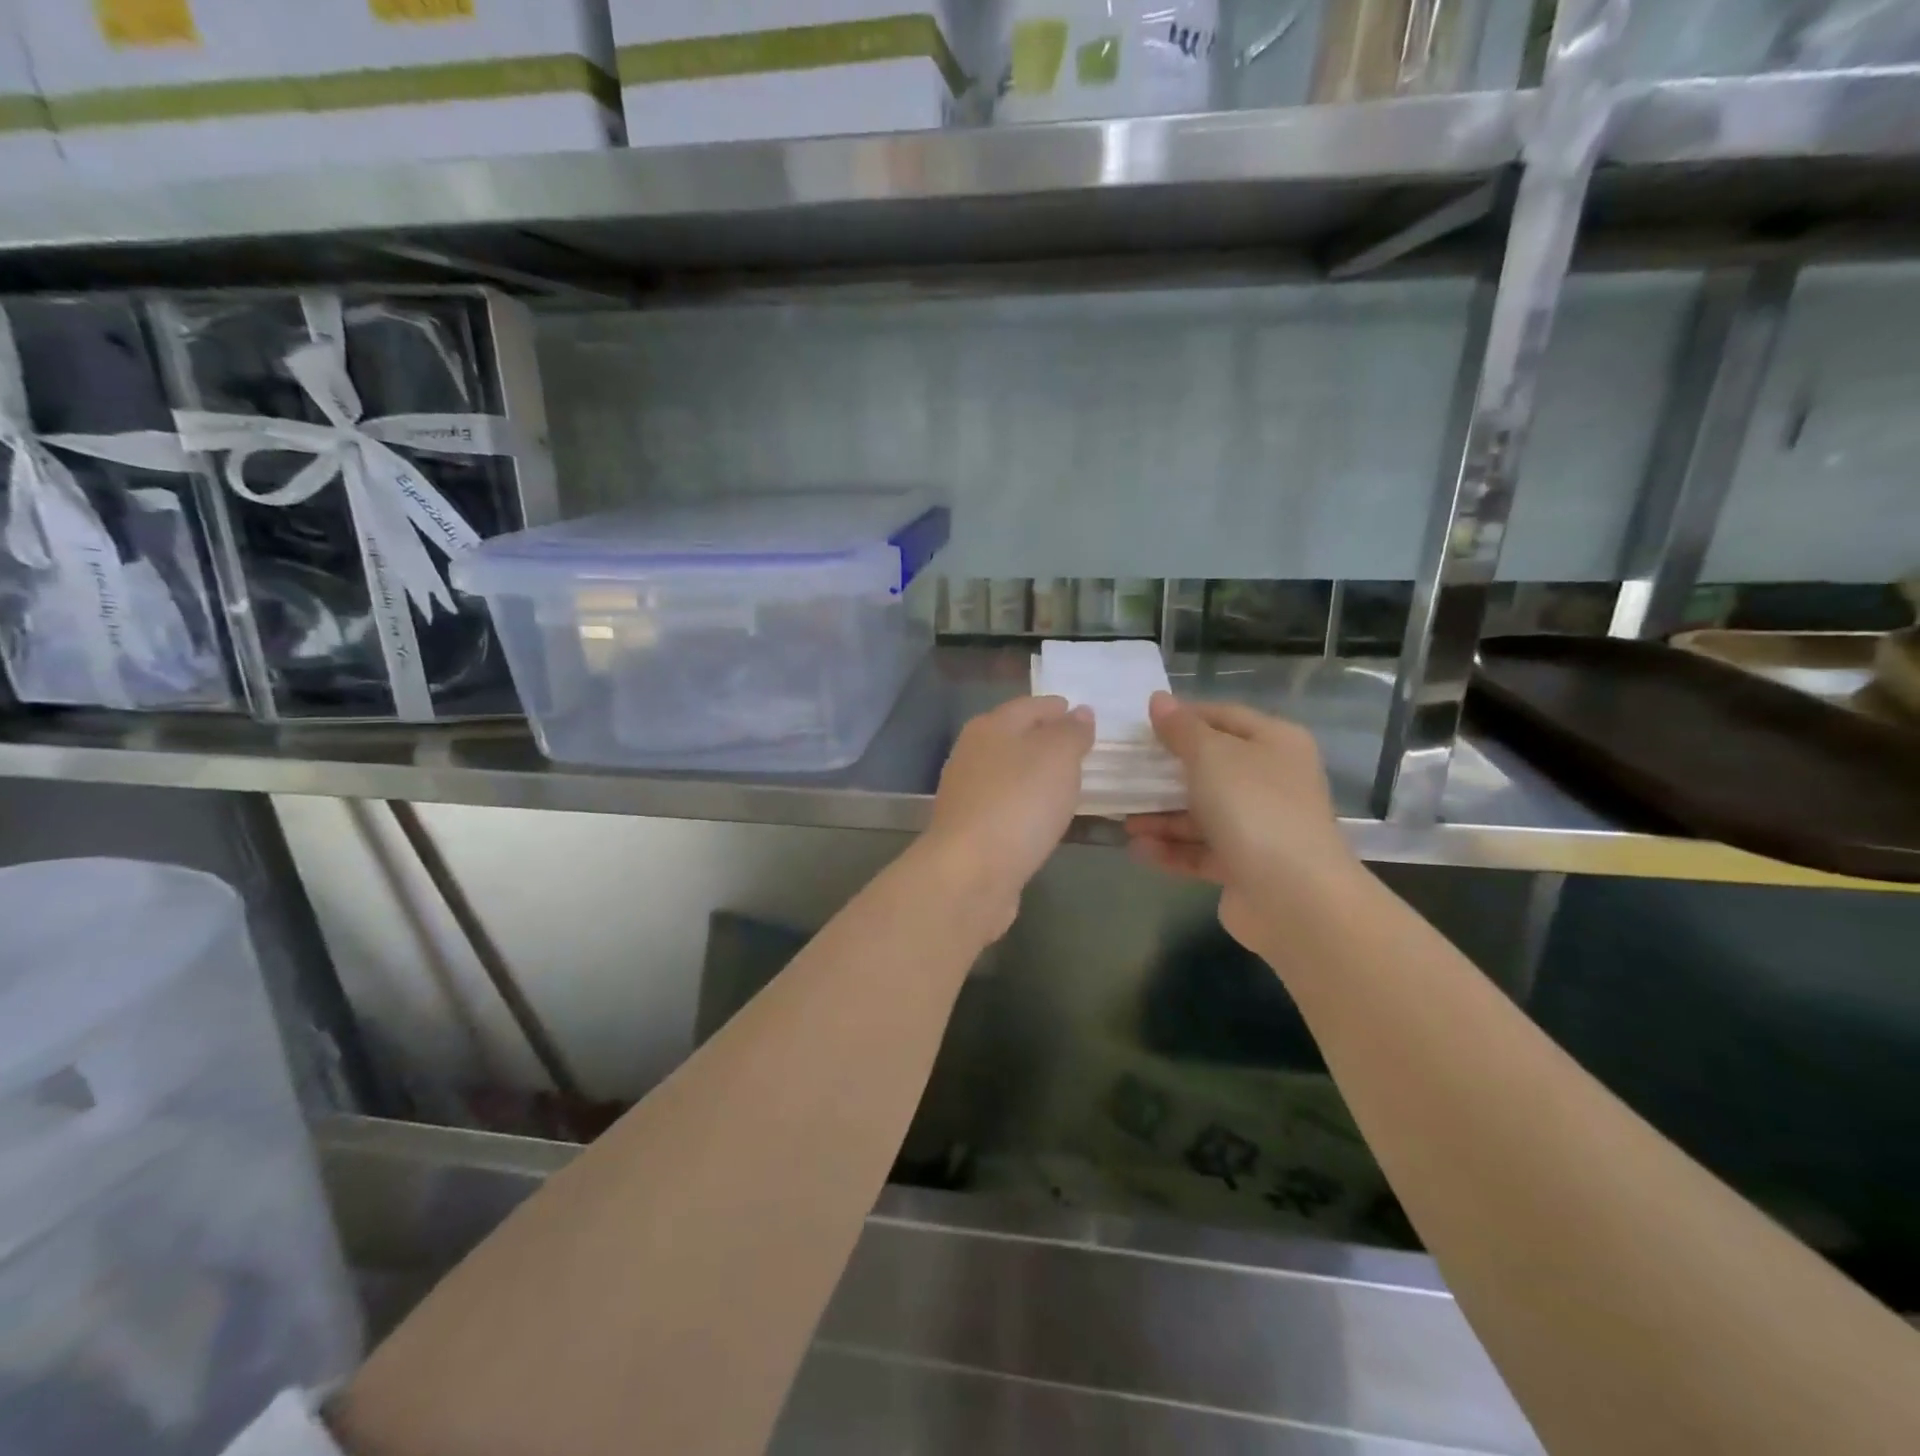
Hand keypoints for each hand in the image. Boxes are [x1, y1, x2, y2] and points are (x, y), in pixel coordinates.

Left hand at [920, 695, 1094, 936]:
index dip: (1057, 708)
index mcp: (990, 727)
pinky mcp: (970, 829)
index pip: (1029, 706)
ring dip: (1036, 774)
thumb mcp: (1057, 756)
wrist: (971, 872)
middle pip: (1015, 737)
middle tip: (1082, 750)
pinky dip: (1026, 804)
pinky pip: (1006, 805)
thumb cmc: (1019, 802)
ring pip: (1009, 772)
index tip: (1083, 715)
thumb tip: (1079, 713)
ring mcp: (967, 793)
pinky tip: (1043, 816)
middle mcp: (972, 754)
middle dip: (1046, 740)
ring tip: (1069, 782)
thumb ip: (1071, 732)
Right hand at [1125, 693, 1356, 952]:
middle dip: (1165, 773)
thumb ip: (1182, 729)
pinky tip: (1138, 850)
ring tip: (1124, 821)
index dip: (1184, 716)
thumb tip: (1159, 700)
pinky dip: (1172, 849)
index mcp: (1275, 744)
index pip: (1224, 716)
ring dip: (1162, 817)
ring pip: (1203, 813)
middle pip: (1211, 768)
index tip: (1141, 724)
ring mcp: (1261, 827)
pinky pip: (1202, 851)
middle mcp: (1272, 781)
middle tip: (1125, 773)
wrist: (1294, 897)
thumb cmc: (1253, 808)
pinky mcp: (1246, 866)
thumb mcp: (1212, 756)